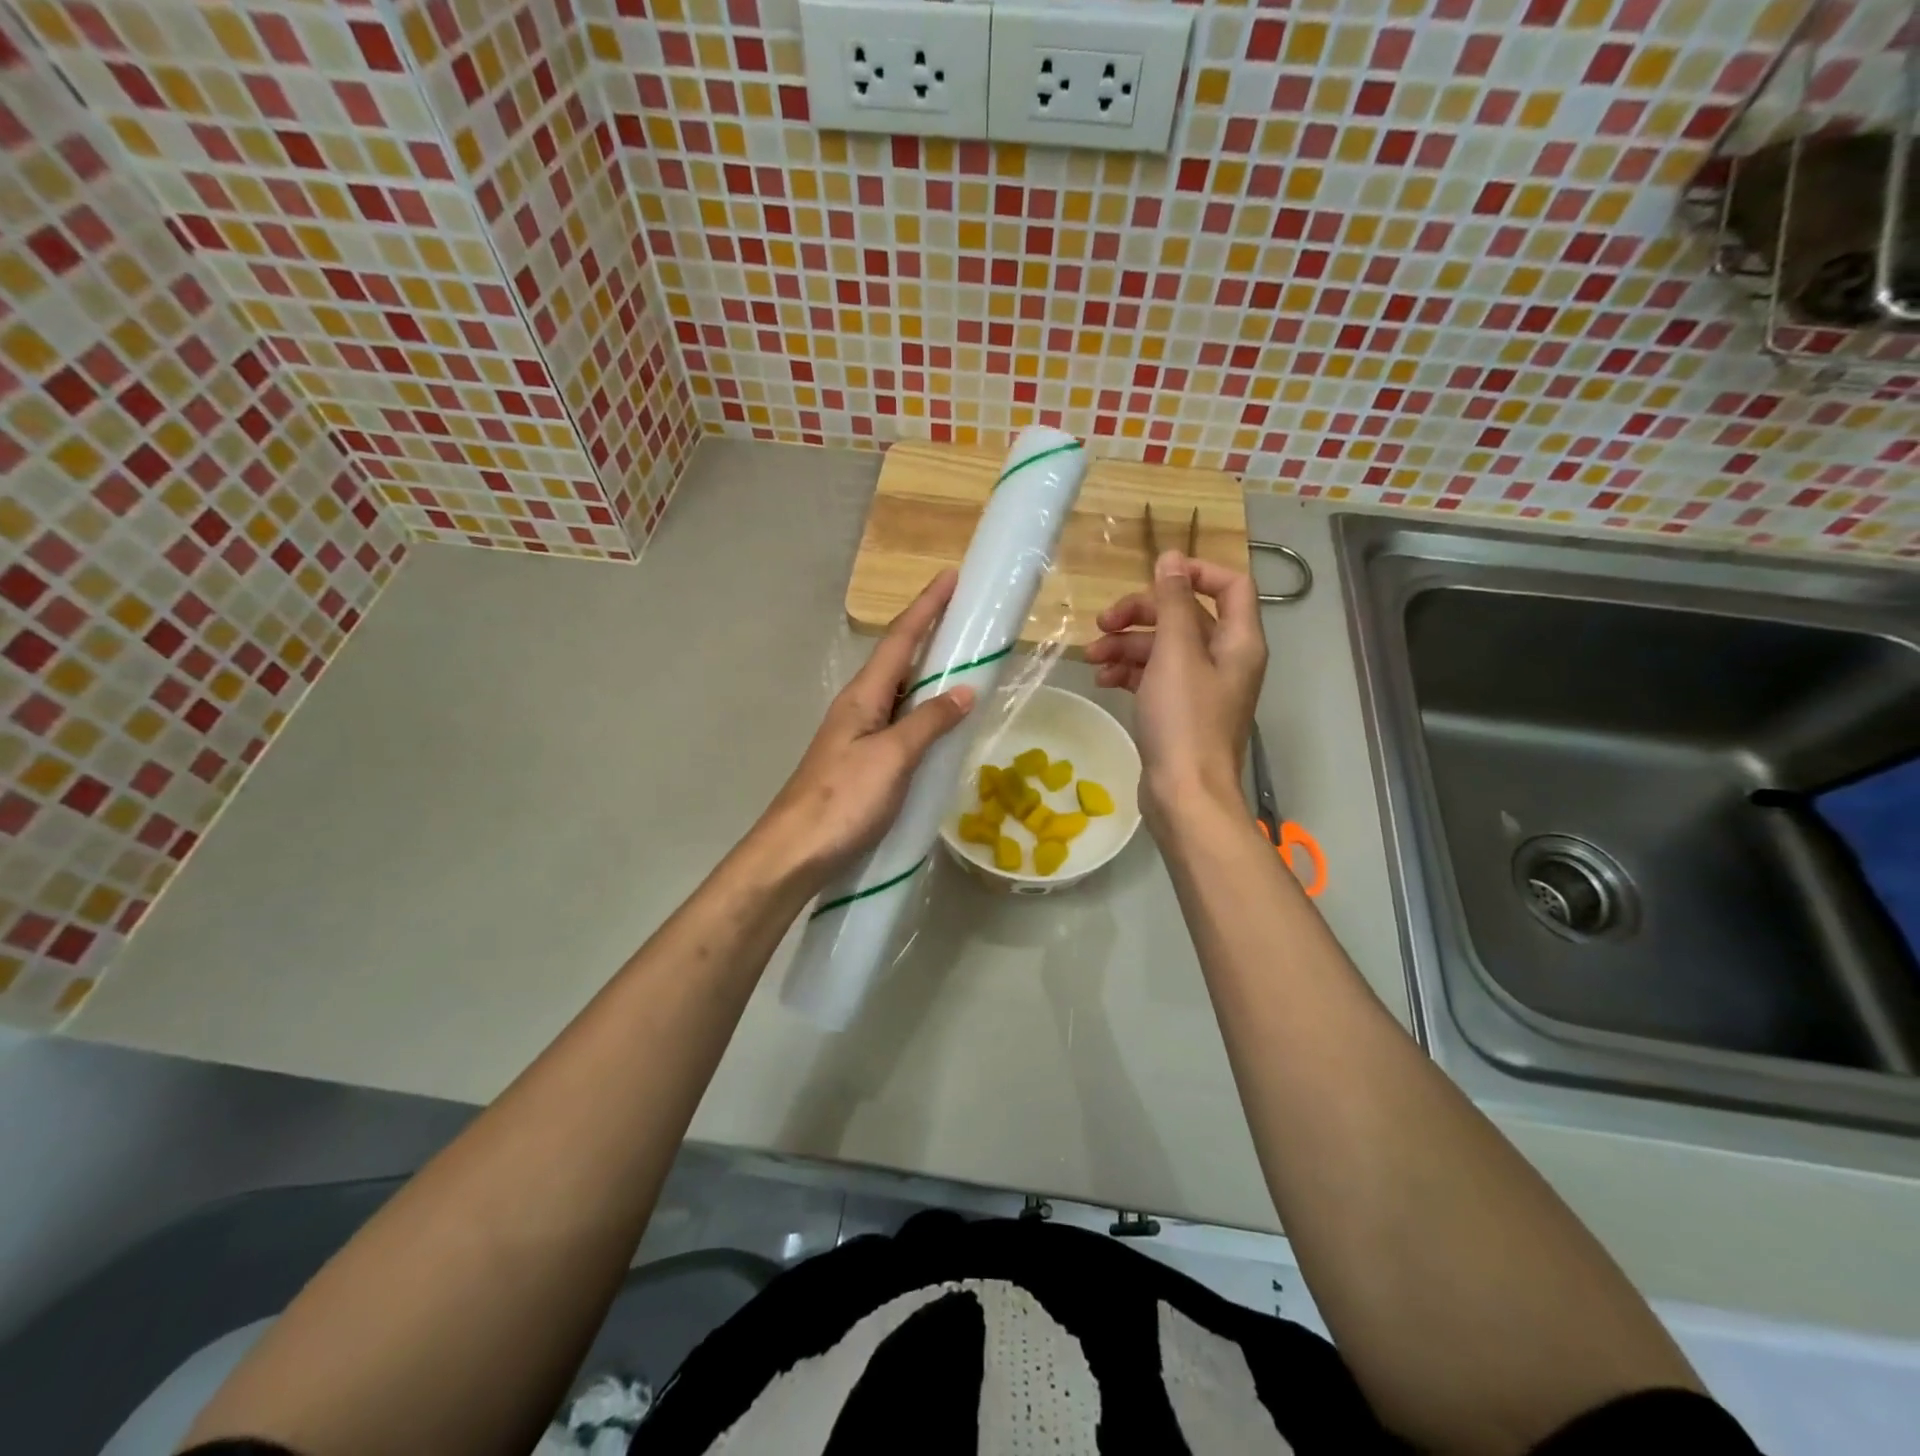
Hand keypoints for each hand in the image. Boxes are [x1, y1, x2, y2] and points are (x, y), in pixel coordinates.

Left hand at [757, 570, 974, 882]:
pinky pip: (899, 724)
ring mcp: (858, 736)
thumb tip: (965, 691)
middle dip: (930, 634)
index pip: (900, 639)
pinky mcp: (862, 763)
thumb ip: (929, 722)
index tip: (950, 576)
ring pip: (900, 694)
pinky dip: (923, 713)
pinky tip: (940, 724)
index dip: (926, 608)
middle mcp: (859, 707)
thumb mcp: (892, 757)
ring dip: (928, 674)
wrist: (795, 852)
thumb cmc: (843, 800)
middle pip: (898, 660)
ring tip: (963, 664)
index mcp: (863, 696)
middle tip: (966, 619)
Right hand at [1085, 551, 1266, 828]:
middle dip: (1142, 614)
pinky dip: (1130, 673)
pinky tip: (1103, 680)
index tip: (1153, 576)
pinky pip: (1154, 677)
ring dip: (1127, 646)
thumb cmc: (1184, 720)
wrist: (1184, 795)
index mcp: (1238, 641)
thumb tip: (1172, 558)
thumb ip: (1174, 602)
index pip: (1230, 585)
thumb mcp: (1176, 654)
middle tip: (1103, 623)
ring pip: (1164, 648)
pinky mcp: (1179, 711)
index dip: (1194, 573)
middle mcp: (1225, 659)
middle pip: (1186, 616)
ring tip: (1092, 657)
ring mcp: (1201, 687)